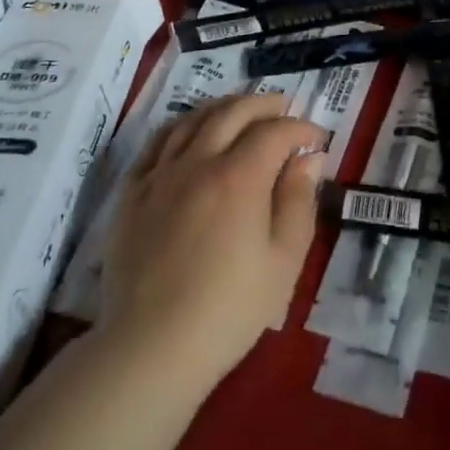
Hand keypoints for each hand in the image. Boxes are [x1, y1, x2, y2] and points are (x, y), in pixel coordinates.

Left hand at [98, 93, 327, 398]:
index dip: (301, 129)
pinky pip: (156, 144)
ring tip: (241, 110)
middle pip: (232, 113)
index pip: (275, 132)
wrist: (152, 345)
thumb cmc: (230, 308)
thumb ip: (299, 201)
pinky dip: (180, 127)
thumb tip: (309, 159)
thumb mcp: (284, 260)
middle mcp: (197, 162)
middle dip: (264, 104)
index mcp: (239, 177)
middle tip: (284, 107)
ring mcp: (159, 175)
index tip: (317, 139)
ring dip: (222, 107)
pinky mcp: (131, 193)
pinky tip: (189, 133)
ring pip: (192, 120)